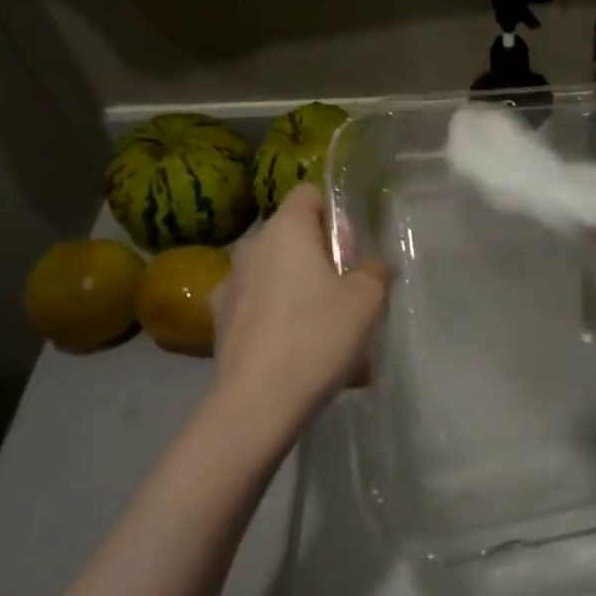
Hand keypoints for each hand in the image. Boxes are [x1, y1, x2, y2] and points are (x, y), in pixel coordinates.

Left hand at [210, 185, 389, 432]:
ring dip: (297, 285)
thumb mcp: (368, 299)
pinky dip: (277, 316)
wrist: (258, 401)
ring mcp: (230, 284)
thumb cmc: (318, 334)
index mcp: (286, 229)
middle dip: (318, 253)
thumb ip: (375, 271)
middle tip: (345, 288)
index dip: (334, 212)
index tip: (351, 246)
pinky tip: (296, 348)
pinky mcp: (220, 321)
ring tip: (322, 325)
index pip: (309, 193)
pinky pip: (258, 305)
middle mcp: (251, 247)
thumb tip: (371, 265)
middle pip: (291, 234)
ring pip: (273, 271)